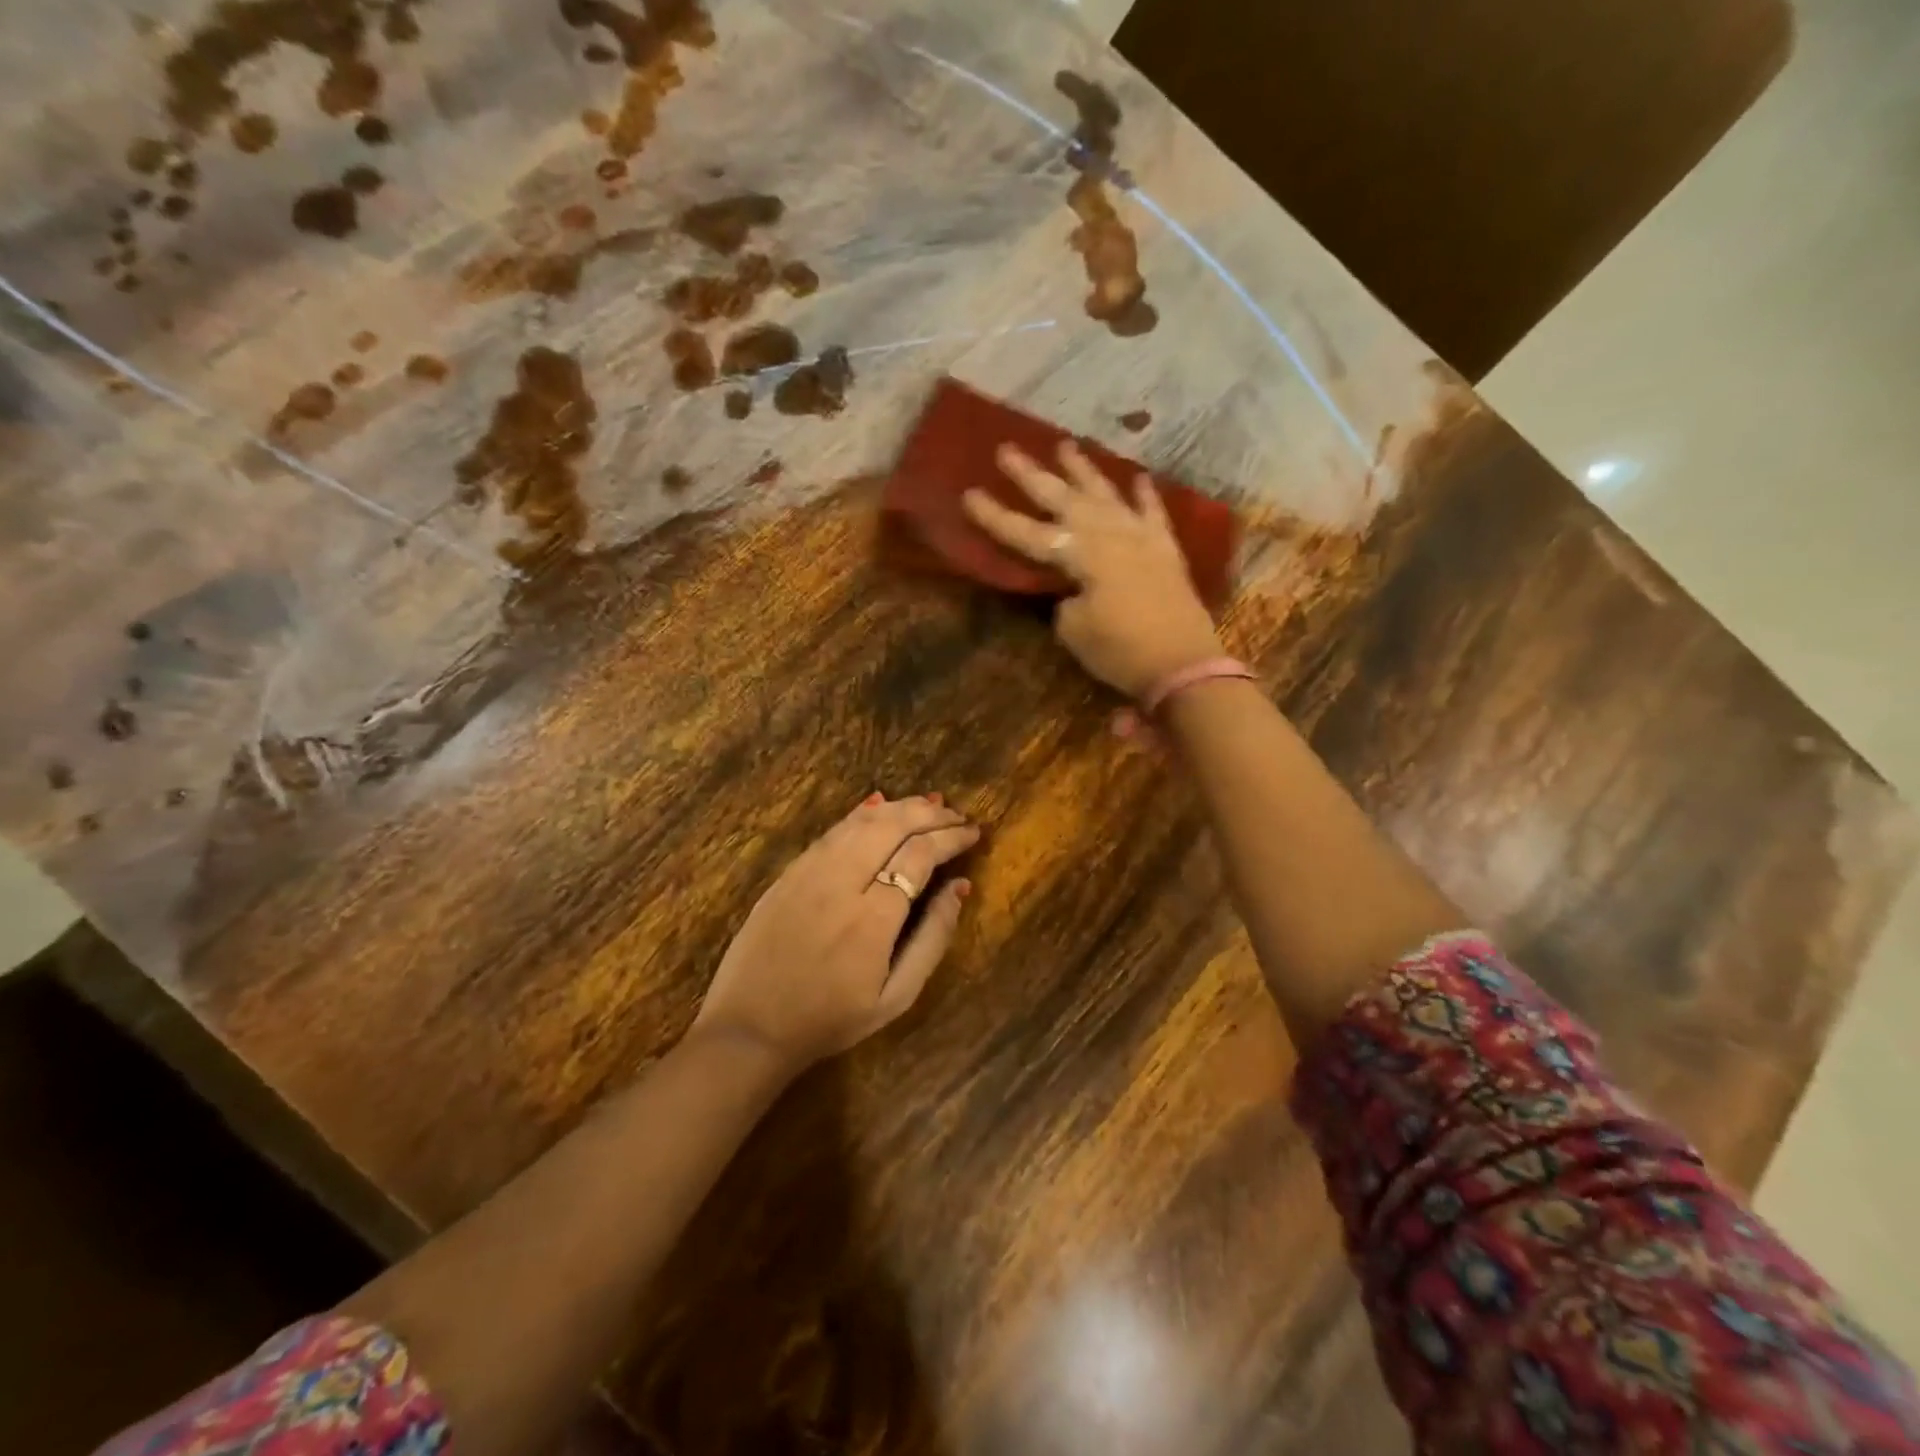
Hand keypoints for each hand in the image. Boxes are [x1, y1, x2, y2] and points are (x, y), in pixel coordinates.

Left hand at [690, 793, 978, 1076]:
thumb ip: (932, 939)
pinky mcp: (789, 872)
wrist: (751, 1027)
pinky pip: (832, 831)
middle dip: (930, 814)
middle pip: (892, 826)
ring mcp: (809, 872)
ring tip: (928, 805)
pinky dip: (861, 813)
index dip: (950, 838)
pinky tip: (879, 806)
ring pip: (861, 821)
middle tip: (956, 815)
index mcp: (873, 917)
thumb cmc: (830, 1019)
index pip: (920, 855)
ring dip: (899, 807)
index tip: (973, 833)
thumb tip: (959, 888)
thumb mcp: (895, 997)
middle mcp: (841, 882)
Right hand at [963, 441, 1223, 698]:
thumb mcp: (1075, 630)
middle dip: (1031, 475)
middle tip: (1007, 450)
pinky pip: (1152, 512)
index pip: (1027, 532)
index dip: (995, 516)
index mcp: (1080, 555)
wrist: (1183, 663)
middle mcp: (1108, 534)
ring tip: (1065, 444)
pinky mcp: (1165, 549)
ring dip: (1083, 469)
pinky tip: (1137, 477)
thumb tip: (1072, 589)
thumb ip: (1065, 600)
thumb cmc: (1120, 651)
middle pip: (1063, 498)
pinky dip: (1144, 495)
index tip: (969, 494)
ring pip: (1105, 493)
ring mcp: (1139, 536)